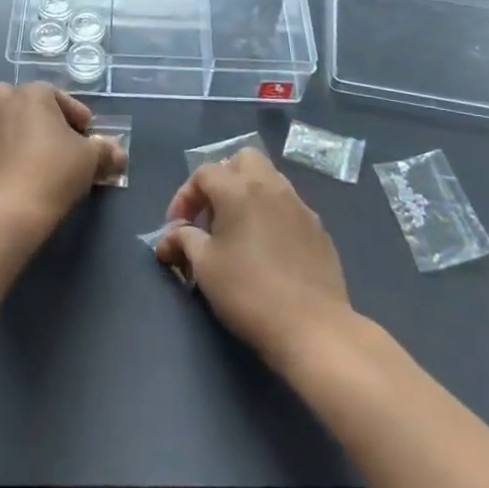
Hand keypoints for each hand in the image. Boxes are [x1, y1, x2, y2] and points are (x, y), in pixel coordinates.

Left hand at [0, 83, 125, 231]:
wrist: (10, 211)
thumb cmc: (55, 173)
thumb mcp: (90, 160)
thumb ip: (105, 151)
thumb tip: (118, 154)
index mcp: (31, 95)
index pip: (55, 95)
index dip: (72, 114)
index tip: (83, 133)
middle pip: (12, 99)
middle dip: (26, 113)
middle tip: (43, 139)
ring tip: (9, 150)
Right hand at [156, 147, 350, 365]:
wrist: (313, 327)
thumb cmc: (249, 292)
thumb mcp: (204, 266)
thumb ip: (184, 241)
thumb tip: (170, 237)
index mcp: (239, 189)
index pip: (204, 173)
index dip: (184, 196)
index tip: (177, 229)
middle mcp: (272, 187)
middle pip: (243, 160)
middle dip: (222, 179)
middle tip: (211, 213)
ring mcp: (300, 206)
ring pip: (270, 180)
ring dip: (248, 194)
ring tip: (237, 231)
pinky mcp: (318, 229)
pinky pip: (288, 206)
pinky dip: (271, 215)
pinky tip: (267, 249)